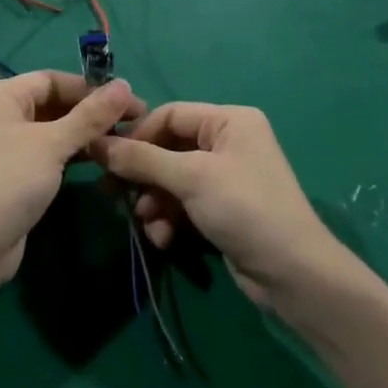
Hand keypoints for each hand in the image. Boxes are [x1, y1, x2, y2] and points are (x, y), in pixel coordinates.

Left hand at [0, 72, 143, 286]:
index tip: (130, 101)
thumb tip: (126, 85)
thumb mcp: (53, 144)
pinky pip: (49, 151)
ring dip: (86, 134)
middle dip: (92, 112)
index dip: (91, 88)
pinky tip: (102, 159)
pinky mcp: (15, 171)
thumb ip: (90, 115)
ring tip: (126, 141)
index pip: (52, 80)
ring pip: (54, 129)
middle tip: (135, 123)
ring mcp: (6, 144)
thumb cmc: (10, 181)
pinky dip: (73, 152)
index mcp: (0, 95)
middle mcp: (0, 113)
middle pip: (54, 103)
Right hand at [92, 103, 339, 304]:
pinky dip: (169, 219)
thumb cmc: (244, 209)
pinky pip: (183, 204)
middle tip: (111, 194)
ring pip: (171, 181)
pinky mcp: (221, 209)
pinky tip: (164, 239)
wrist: (291, 272)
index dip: (136, 135)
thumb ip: (141, 159)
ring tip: (146, 223)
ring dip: (153, 203)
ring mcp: (225, 178)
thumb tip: (96, 142)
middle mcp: (228, 142)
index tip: (106, 159)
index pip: (169, 115)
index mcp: (229, 121)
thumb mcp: (190, 178)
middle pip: (167, 149)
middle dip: (142, 176)